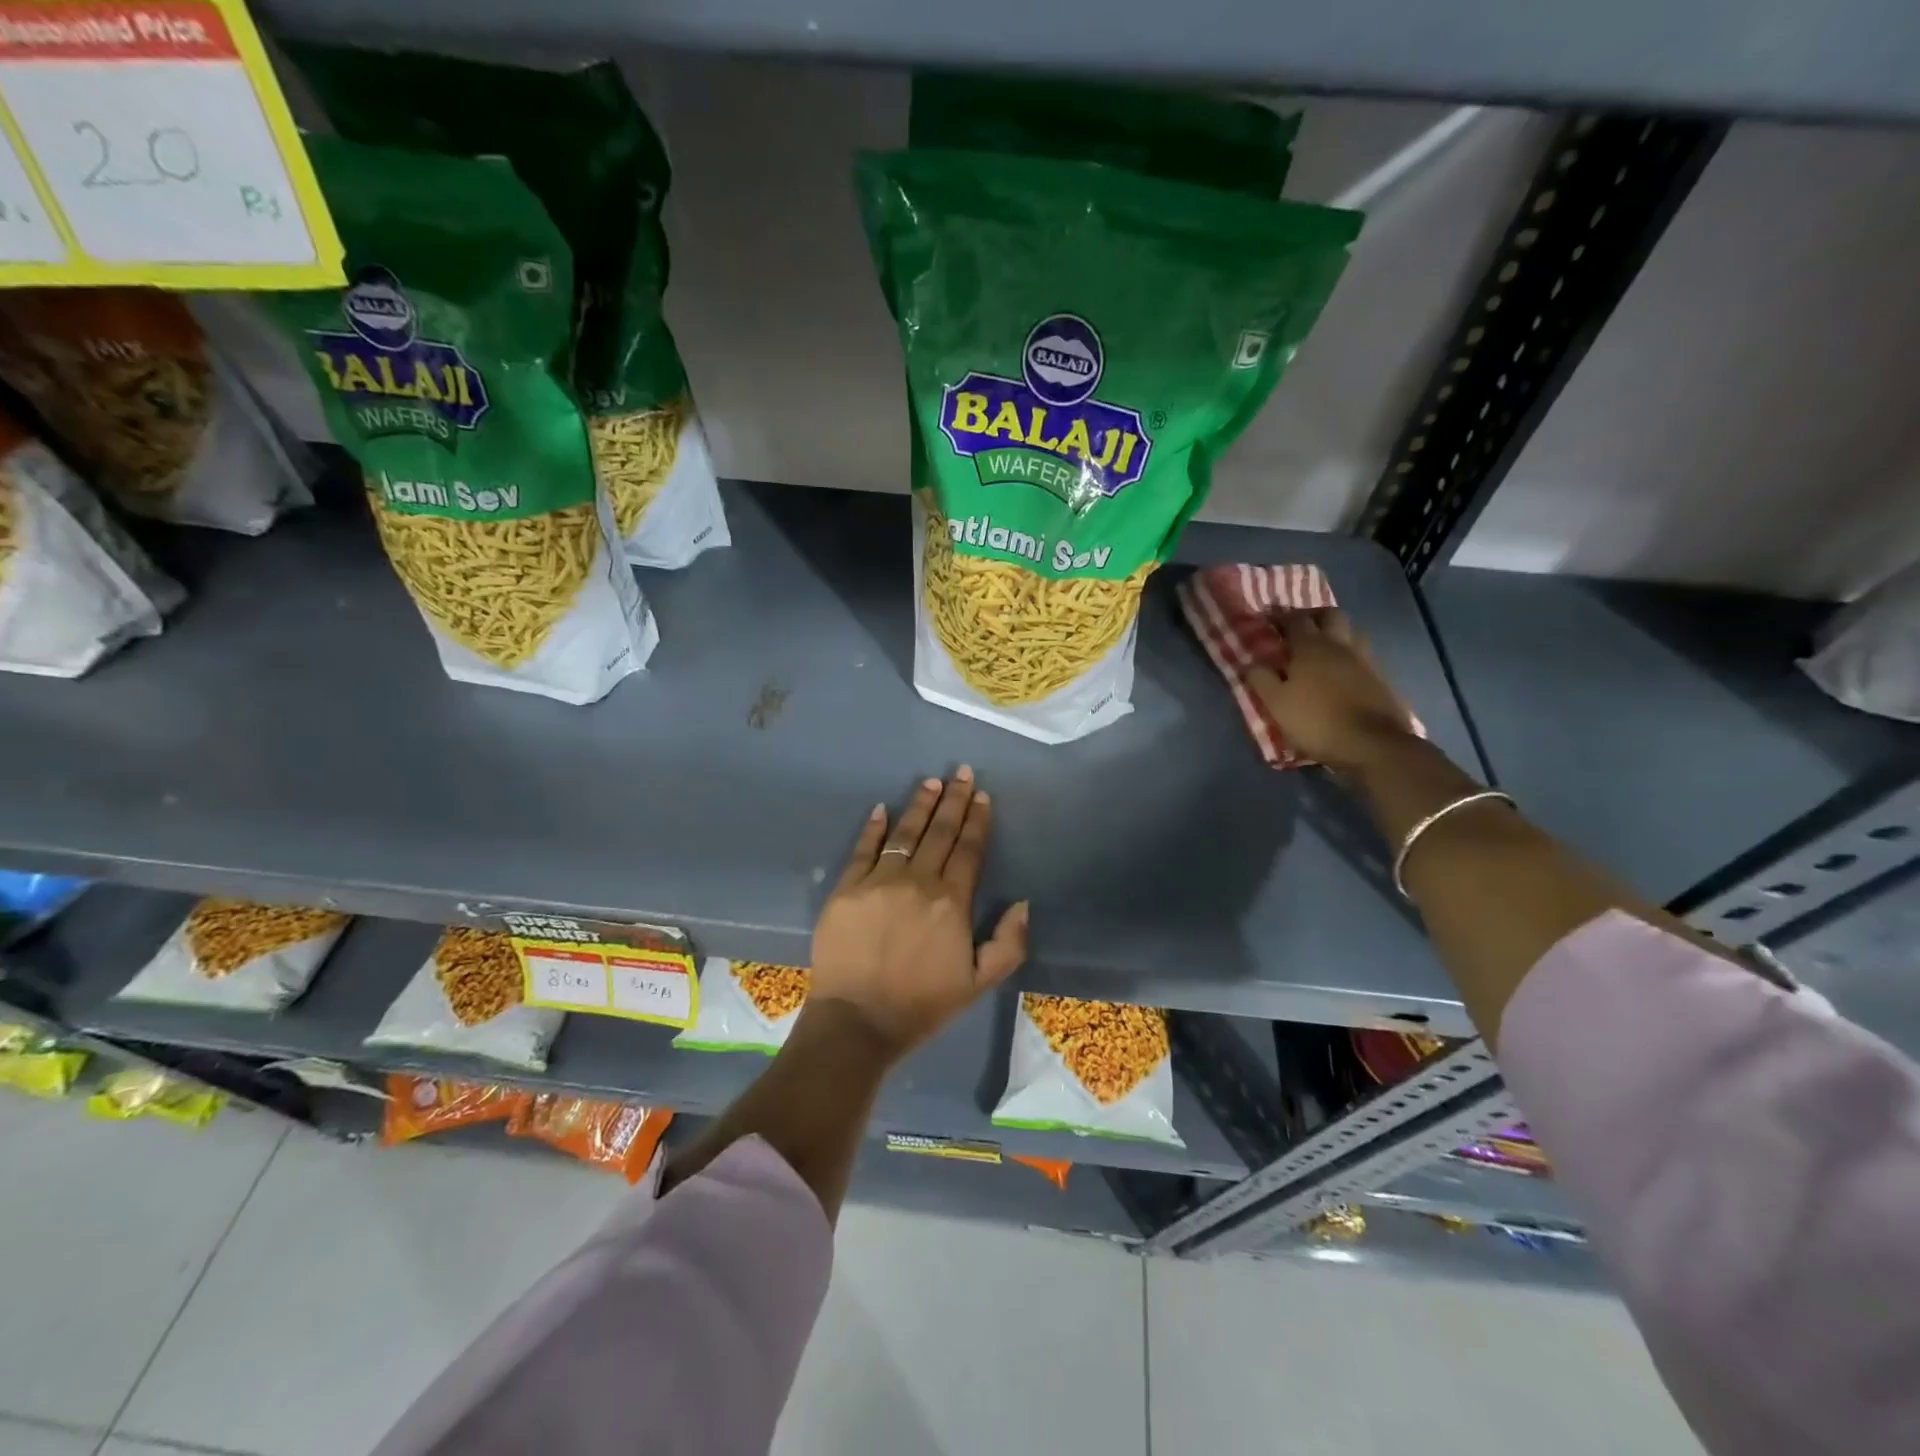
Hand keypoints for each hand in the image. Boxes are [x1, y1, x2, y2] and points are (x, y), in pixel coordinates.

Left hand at [807, 767, 1028, 1061]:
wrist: (858, 1021)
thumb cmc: (923, 1004)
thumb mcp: (980, 983)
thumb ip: (1009, 943)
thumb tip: (1022, 903)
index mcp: (952, 901)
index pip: (969, 849)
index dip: (977, 820)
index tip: (982, 796)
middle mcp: (918, 881)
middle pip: (940, 832)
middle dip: (953, 800)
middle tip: (961, 773)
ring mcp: (878, 881)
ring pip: (904, 834)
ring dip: (920, 806)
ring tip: (930, 783)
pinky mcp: (846, 888)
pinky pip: (862, 849)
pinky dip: (873, 828)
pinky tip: (882, 809)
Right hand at [1248, 608, 1416, 773]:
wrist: (1371, 744)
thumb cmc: (1316, 721)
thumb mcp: (1276, 703)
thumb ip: (1260, 679)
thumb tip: (1249, 662)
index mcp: (1311, 647)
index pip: (1294, 619)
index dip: (1280, 616)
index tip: (1268, 618)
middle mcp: (1340, 645)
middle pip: (1330, 615)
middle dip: (1313, 616)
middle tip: (1299, 627)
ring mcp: (1365, 660)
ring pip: (1352, 632)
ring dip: (1336, 633)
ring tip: (1322, 648)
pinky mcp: (1381, 678)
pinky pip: (1364, 655)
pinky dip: (1350, 655)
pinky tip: (1342, 671)